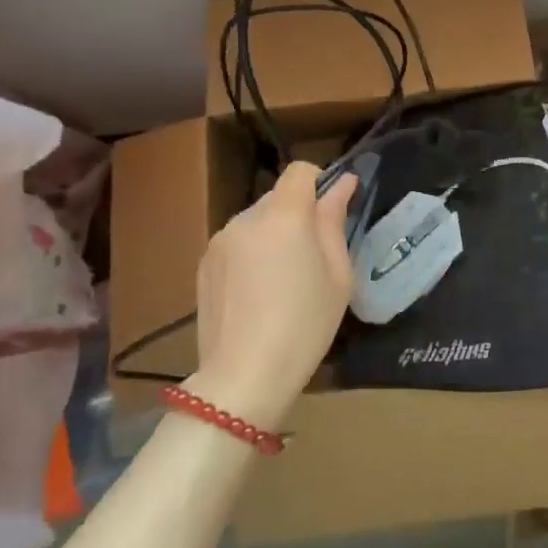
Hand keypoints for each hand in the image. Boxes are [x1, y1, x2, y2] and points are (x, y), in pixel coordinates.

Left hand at [186, 163, 356, 430]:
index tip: (332, 213)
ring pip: (256, 221)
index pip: (300, 171)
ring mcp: (220, 240)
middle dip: (298, 215)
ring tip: (283, 281)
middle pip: (278, 197)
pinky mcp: (204, 264)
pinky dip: (252, 255)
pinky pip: (237, 244)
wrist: (244, 377)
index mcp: (284, 215)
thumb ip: (335, 221)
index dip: (319, 182)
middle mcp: (246, 217)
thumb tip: (342, 184)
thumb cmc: (304, 324)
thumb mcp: (337, 274)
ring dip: (273, 235)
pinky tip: (257, 294)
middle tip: (313, 258)